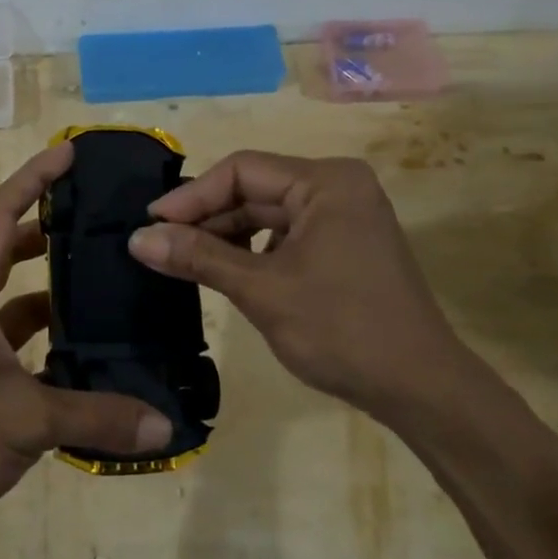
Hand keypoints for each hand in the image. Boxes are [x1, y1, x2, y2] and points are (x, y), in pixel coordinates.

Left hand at [0, 142, 174, 548]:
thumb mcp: (23, 418)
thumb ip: (96, 415)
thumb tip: (164, 423)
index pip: (1, 215)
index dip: (34, 179)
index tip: (70, 154)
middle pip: (10, 250)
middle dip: (50, 230)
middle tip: (101, 219)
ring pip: (19, 301)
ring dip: (55, 291)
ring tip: (107, 280)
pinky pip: (21, 345)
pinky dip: (52, 342)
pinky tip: (91, 349)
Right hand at [127, 150, 470, 421]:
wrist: (420, 388)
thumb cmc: (341, 329)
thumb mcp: (262, 290)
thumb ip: (198, 257)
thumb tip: (137, 238)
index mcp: (326, 182)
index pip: (243, 170)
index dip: (192, 196)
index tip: (150, 225)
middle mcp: (338, 187)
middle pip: (255, 190)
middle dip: (207, 219)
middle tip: (159, 246)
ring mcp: (345, 217)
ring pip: (268, 215)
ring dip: (226, 237)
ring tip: (184, 262)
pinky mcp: (344, 246)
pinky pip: (286, 236)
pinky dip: (253, 252)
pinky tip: (226, 273)